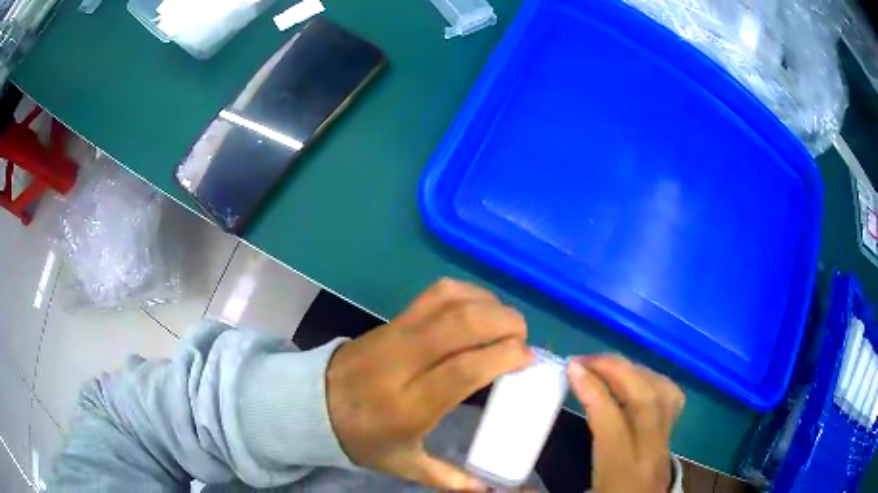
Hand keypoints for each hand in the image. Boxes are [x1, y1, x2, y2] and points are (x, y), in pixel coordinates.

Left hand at [326, 279, 533, 490]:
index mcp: (408, 406)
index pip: (462, 369)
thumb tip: (486, 490)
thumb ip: (448, 478)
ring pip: (448, 301)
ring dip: (487, 303)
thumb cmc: (363, 438)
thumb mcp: (403, 465)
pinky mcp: (391, 319)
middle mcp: (403, 363)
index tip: (526, 357)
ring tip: (505, 322)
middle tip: (522, 338)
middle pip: (460, 324)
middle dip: (504, 323)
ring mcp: (395, 334)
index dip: (501, 356)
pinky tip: (480, 308)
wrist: (313, 404)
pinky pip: (433, 293)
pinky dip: (466, 292)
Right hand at [568, 355, 684, 492]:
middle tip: (586, 360)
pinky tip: (634, 381)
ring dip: (635, 371)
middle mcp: (650, 452)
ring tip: (606, 366)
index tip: (571, 369)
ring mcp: (666, 443)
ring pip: (664, 394)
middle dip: (617, 371)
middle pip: (646, 399)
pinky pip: (672, 399)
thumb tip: (500, 485)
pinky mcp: (671, 439)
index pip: (613, 422)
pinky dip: (654, 380)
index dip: (593, 391)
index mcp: (622, 472)